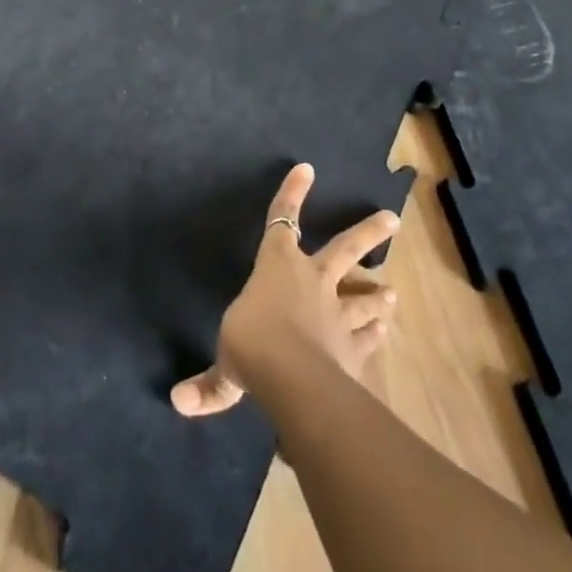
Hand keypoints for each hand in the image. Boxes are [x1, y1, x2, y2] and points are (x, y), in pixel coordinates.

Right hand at [172, 163, 399, 417]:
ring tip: (393, 292)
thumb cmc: (252, 345)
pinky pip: (366, 339)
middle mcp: (312, 282)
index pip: (281, 221)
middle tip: (392, 219)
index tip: (306, 169)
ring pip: (363, 296)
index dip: (291, 194)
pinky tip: (385, 334)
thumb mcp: (226, 364)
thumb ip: (211, 384)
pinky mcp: (352, 347)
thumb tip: (178, 402)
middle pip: (344, 249)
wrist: (293, 377)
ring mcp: (337, 314)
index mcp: (277, 267)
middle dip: (367, 233)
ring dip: (377, 294)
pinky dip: (374, 337)